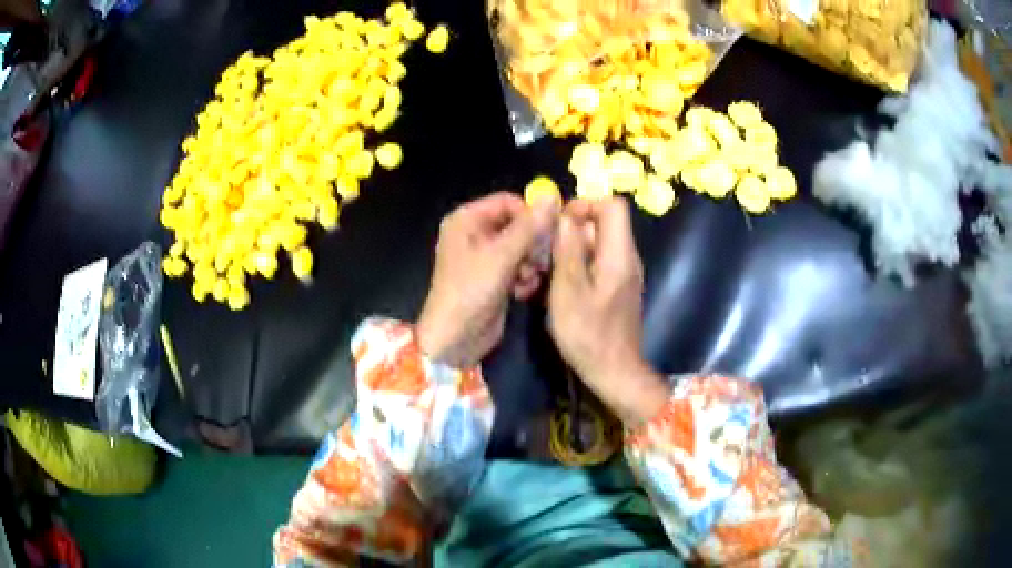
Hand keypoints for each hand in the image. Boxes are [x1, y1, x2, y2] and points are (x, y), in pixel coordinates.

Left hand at [417, 192, 555, 367]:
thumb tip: (552, 197)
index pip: (508, 202)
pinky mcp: (493, 278)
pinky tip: (523, 292)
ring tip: (529, 279)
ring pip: (520, 247)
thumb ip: (528, 227)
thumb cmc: (471, 290)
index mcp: (466, 220)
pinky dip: (524, 277)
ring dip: (530, 263)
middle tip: (542, 260)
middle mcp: (474, 233)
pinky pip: (517, 267)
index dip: (530, 215)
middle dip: (532, 243)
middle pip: (516, 225)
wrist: (455, 338)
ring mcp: (483, 257)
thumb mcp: (501, 256)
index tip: (551, 232)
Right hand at [548, 198, 669, 424]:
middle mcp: (627, 258)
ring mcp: (624, 273)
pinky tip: (562, 285)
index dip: (585, 205)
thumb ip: (567, 250)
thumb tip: (565, 215)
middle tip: (547, 250)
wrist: (614, 372)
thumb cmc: (588, 335)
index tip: (560, 224)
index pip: (613, 205)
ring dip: (572, 248)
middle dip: (573, 228)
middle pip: (604, 223)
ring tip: (549, 269)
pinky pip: (599, 261)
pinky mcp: (618, 287)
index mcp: (619, 254)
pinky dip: (580, 264)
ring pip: (599, 243)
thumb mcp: (569, 291)